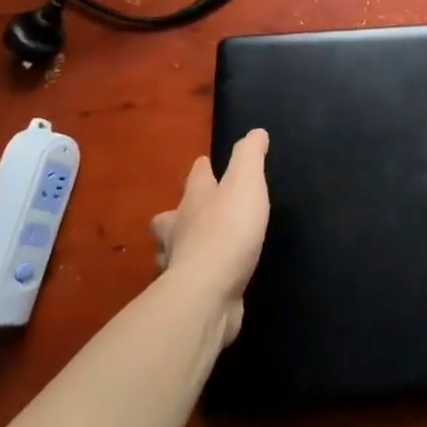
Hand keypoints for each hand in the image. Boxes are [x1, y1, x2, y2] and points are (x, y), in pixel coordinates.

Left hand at [151, 129, 269, 347]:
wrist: (208, 292)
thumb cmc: (228, 230)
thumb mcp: (246, 183)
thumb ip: (250, 157)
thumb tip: (255, 132)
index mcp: (195, 199)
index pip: (196, 176)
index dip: (202, 168)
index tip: (205, 163)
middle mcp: (180, 228)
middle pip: (171, 215)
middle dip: (179, 211)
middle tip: (192, 212)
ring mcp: (179, 263)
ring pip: (172, 249)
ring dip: (180, 245)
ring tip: (196, 246)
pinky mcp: (187, 293)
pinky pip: (188, 279)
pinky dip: (195, 275)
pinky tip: (209, 278)